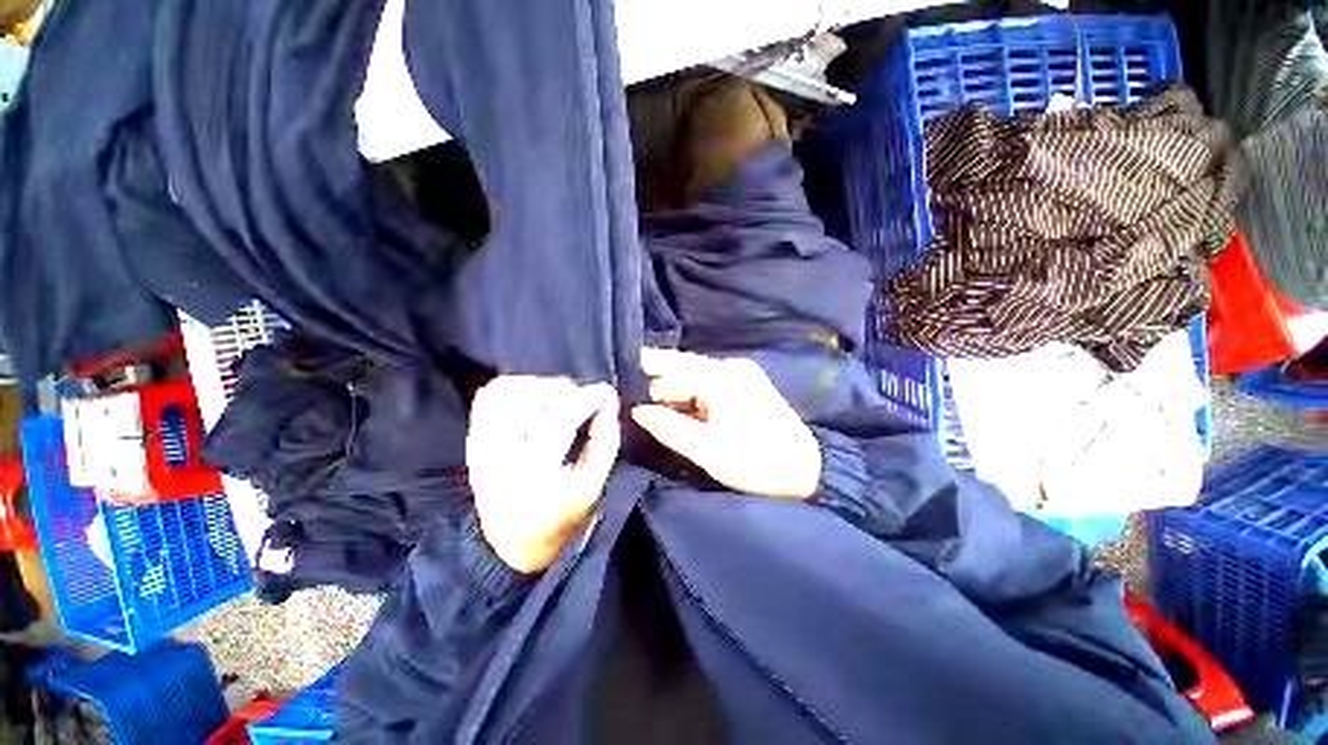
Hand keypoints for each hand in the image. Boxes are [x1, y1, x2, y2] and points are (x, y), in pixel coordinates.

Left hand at [467, 377, 619, 573]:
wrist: (510, 542)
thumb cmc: (560, 516)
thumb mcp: (592, 486)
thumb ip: (605, 441)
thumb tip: (609, 401)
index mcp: (536, 476)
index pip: (560, 420)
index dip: (586, 398)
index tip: (604, 391)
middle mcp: (502, 457)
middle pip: (530, 401)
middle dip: (564, 388)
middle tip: (582, 393)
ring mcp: (481, 447)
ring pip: (506, 393)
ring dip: (537, 384)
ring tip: (558, 392)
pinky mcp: (473, 440)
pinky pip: (486, 398)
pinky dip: (512, 385)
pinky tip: (532, 392)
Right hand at [631, 348, 821, 499]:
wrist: (806, 471)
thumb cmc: (755, 462)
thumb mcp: (706, 449)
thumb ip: (668, 427)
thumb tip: (638, 410)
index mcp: (721, 377)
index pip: (672, 365)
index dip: (645, 371)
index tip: (621, 377)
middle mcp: (731, 367)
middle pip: (683, 369)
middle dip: (659, 385)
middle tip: (635, 403)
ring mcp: (741, 375)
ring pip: (695, 378)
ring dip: (675, 393)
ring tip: (653, 410)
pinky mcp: (747, 386)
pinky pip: (710, 385)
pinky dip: (693, 397)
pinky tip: (681, 412)